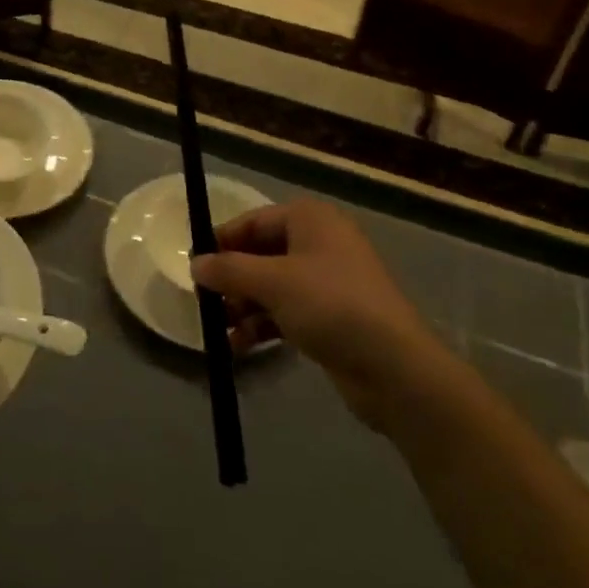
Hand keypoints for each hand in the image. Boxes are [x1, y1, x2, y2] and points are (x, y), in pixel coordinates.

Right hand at [193, 198, 448, 433]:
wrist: (395, 368)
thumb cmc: (331, 306)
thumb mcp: (273, 283)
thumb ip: (229, 270)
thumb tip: (194, 264)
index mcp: (310, 220)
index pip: (254, 221)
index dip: (222, 241)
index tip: (193, 265)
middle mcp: (319, 243)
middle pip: (261, 254)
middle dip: (232, 279)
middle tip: (204, 301)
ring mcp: (327, 281)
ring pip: (271, 286)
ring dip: (243, 306)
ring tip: (218, 329)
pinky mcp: (331, 317)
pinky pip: (285, 312)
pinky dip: (262, 325)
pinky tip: (239, 347)